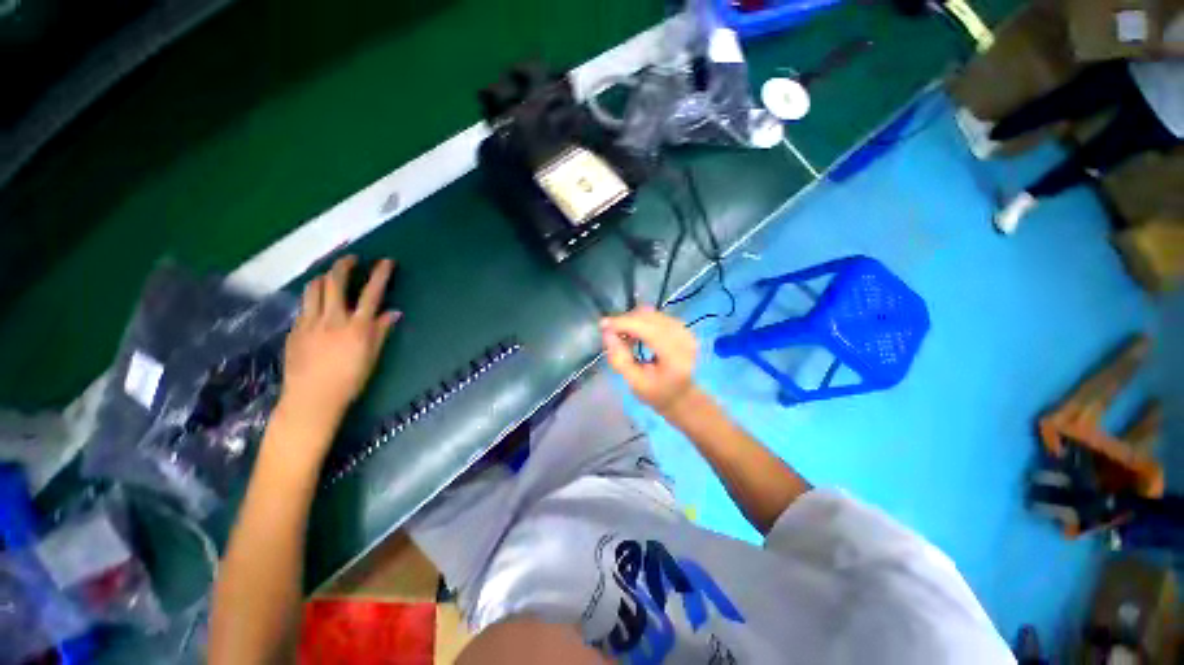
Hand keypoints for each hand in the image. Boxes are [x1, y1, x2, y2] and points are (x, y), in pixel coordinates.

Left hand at [280, 256, 400, 425]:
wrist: (311, 399)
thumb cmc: (350, 380)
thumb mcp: (372, 356)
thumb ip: (381, 331)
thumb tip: (394, 313)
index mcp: (357, 327)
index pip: (372, 293)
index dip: (380, 274)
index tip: (386, 261)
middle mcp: (333, 318)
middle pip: (335, 282)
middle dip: (344, 266)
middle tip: (351, 259)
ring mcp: (310, 322)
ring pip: (314, 289)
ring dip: (324, 278)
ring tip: (331, 277)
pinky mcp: (295, 330)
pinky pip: (304, 306)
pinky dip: (312, 298)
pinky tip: (317, 305)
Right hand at [600, 307, 697, 414]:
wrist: (681, 396)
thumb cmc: (657, 394)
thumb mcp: (634, 383)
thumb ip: (619, 359)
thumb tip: (607, 333)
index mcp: (675, 356)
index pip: (648, 329)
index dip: (624, 324)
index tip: (603, 325)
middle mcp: (683, 338)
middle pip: (650, 318)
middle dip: (626, 321)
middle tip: (610, 333)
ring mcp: (685, 331)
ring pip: (652, 314)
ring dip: (633, 321)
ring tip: (622, 336)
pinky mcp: (682, 328)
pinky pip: (657, 316)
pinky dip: (641, 321)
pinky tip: (634, 334)